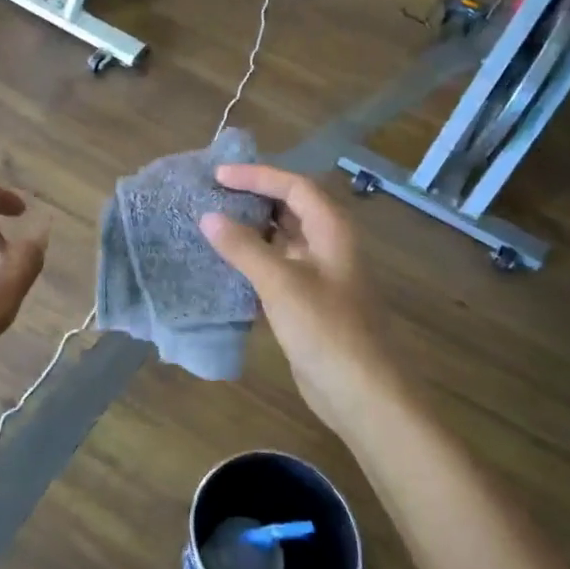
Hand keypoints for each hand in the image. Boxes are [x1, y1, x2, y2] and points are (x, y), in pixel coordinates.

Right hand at [201, 165, 400, 444]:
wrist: (360, 392)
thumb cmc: (325, 329)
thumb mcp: (280, 283)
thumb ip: (243, 247)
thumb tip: (208, 217)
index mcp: (332, 230)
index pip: (294, 186)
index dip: (257, 176)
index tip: (218, 177)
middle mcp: (329, 246)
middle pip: (291, 208)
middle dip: (254, 198)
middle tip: (213, 195)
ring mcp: (320, 275)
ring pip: (283, 239)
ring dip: (251, 230)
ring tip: (212, 224)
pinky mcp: (309, 302)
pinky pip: (278, 268)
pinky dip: (253, 261)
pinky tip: (225, 266)